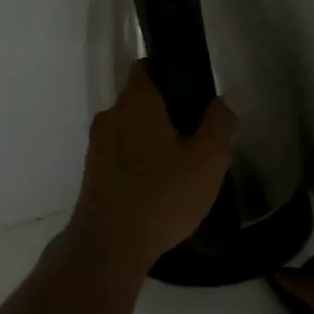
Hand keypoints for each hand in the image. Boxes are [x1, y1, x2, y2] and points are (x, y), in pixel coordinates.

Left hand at [73, 62, 237, 267]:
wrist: (110, 245)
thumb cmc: (162, 195)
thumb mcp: (208, 161)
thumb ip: (219, 125)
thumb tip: (221, 103)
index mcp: (136, 101)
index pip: (146, 67)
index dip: (170, 74)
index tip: (192, 95)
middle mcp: (110, 115)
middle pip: (140, 100)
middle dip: (166, 112)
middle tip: (196, 136)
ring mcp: (97, 145)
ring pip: (130, 129)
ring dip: (151, 139)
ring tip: (179, 166)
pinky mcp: (92, 172)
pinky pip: (120, 154)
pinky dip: (137, 161)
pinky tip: (157, 186)